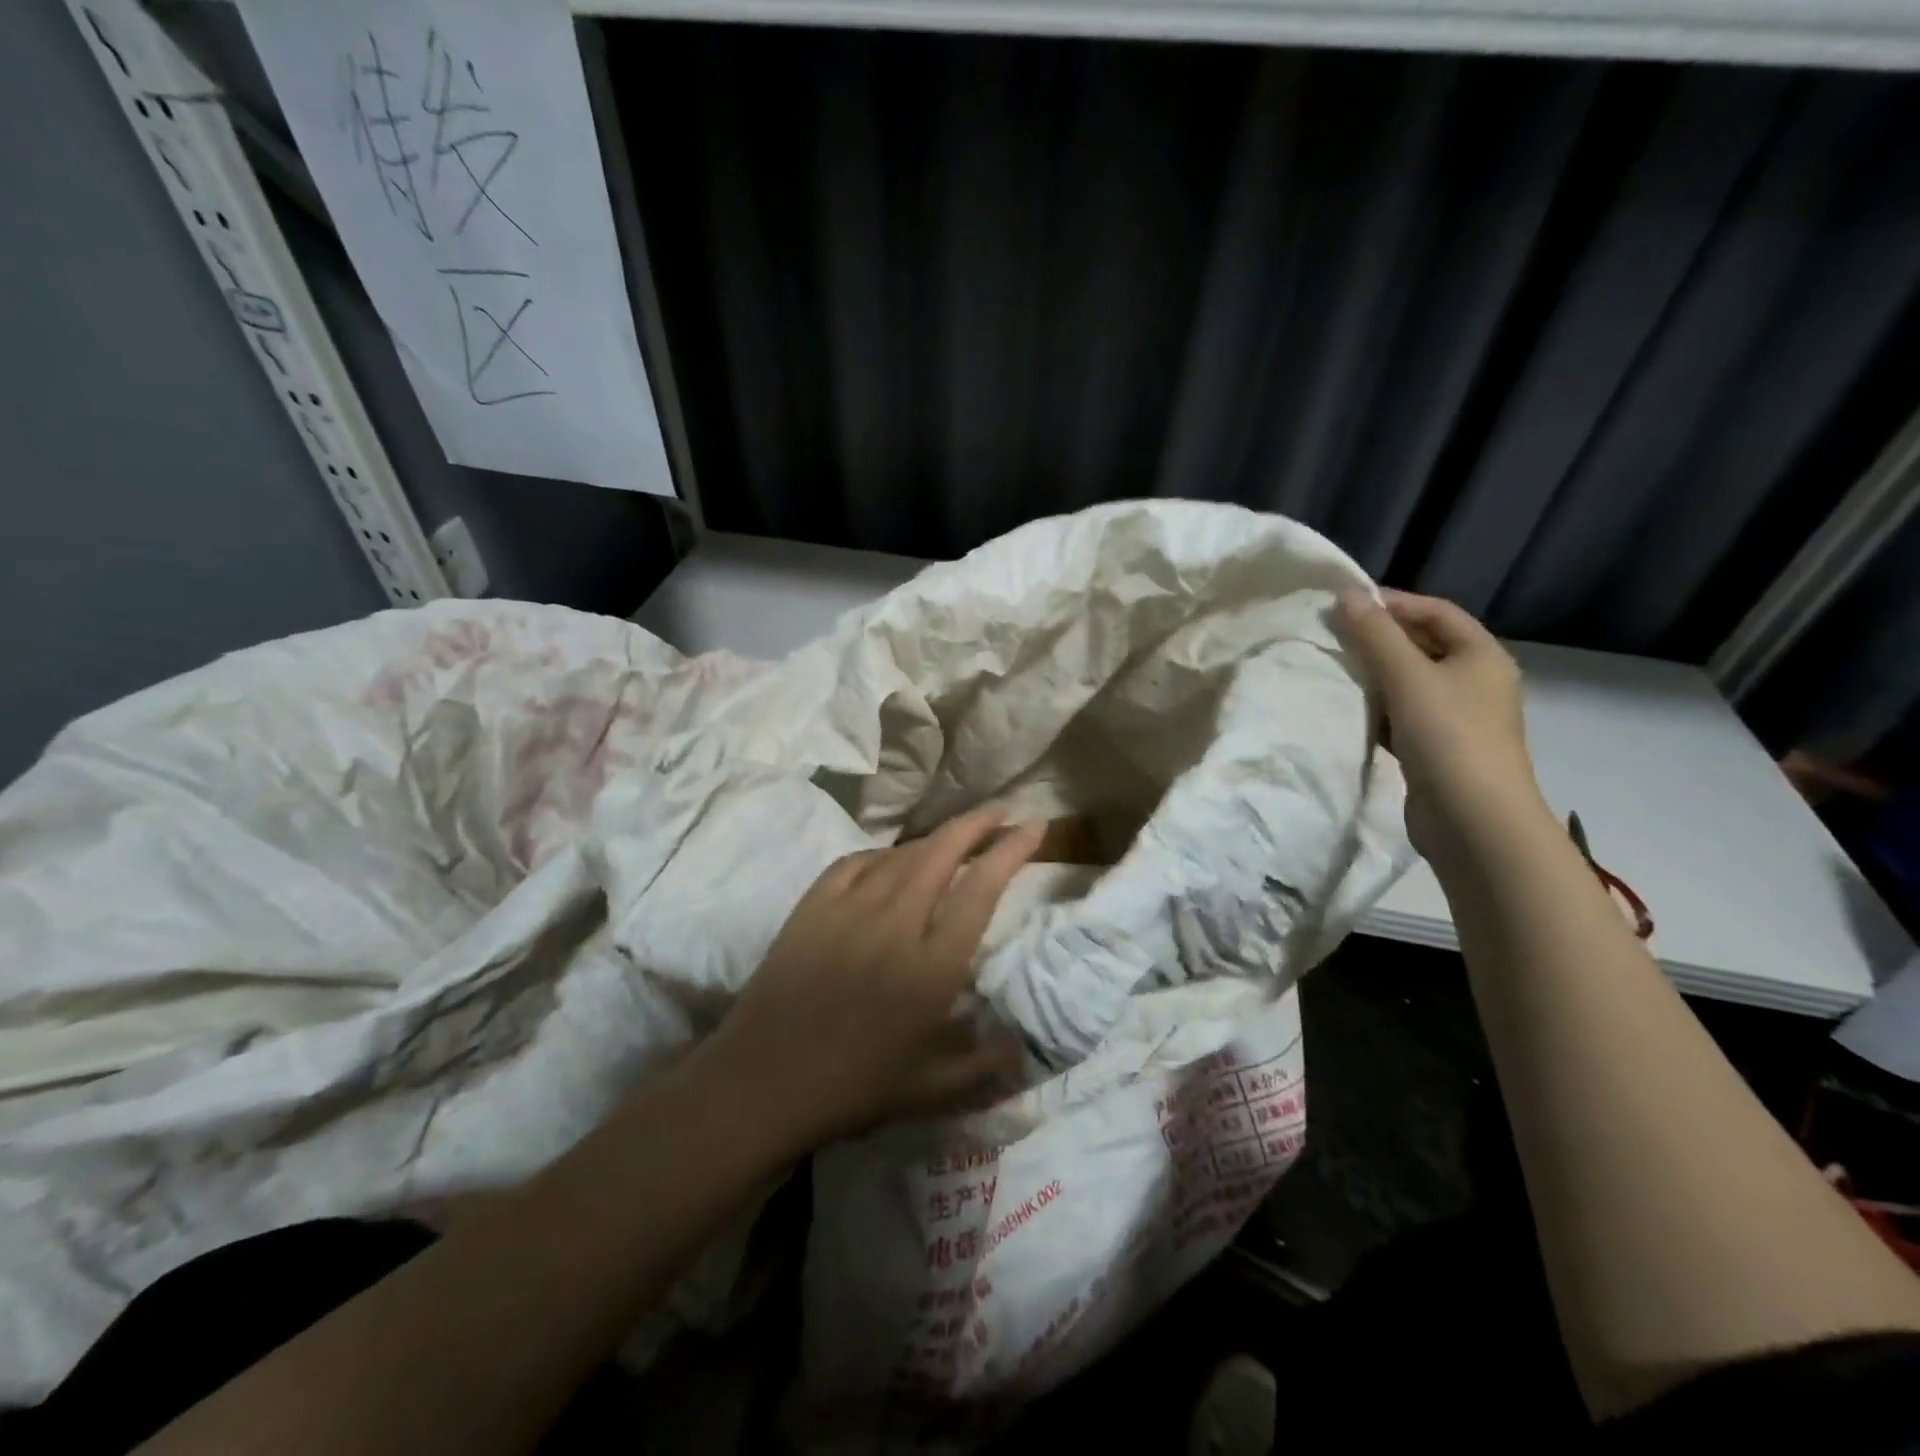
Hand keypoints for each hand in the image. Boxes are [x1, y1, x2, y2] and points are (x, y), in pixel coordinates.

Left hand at [704, 806, 1043, 1146]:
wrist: (763, 1083)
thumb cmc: (854, 1088)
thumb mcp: (933, 1091)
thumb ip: (987, 1067)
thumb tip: (1025, 1047)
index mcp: (932, 966)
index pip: (981, 889)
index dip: (1011, 850)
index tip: (1033, 826)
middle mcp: (895, 924)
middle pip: (942, 853)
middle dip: (977, 824)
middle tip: (1001, 810)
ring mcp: (849, 909)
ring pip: (901, 854)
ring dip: (935, 838)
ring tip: (954, 836)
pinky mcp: (812, 906)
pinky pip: (856, 862)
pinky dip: (882, 854)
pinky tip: (891, 859)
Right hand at [1335, 588, 1544, 861]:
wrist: (1473, 820)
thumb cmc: (1448, 737)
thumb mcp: (1408, 678)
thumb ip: (1375, 635)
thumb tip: (1347, 594)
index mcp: (1482, 656)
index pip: (1436, 611)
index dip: (1393, 603)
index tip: (1345, 605)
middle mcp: (1475, 681)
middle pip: (1423, 645)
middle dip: (1379, 639)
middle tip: (1333, 635)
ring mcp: (1457, 718)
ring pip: (1410, 683)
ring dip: (1375, 675)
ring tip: (1334, 668)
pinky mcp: (1437, 749)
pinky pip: (1402, 715)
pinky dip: (1377, 708)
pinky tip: (1349, 710)